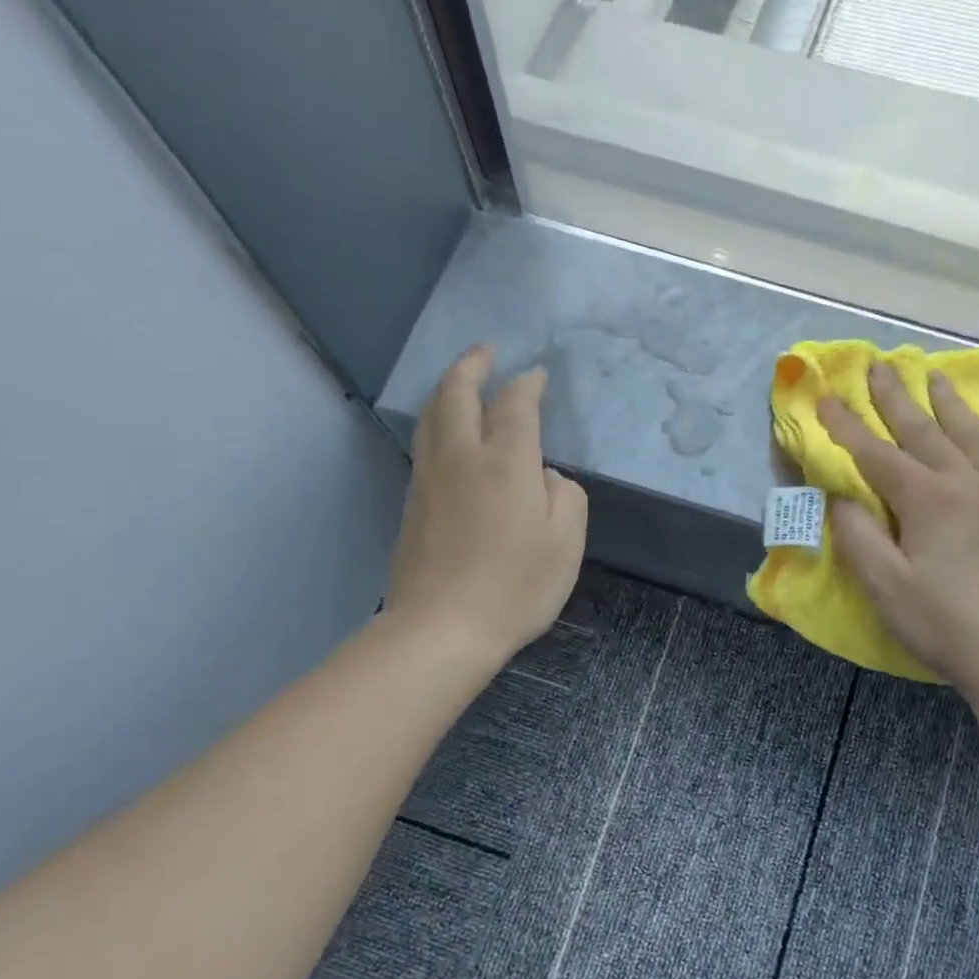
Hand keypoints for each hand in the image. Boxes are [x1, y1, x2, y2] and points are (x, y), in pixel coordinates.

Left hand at [384, 346, 587, 669]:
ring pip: (431, 414)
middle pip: (457, 392)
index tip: (538, 375)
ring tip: (462, 379)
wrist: (442, 627)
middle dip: (473, 364)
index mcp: (505, 461)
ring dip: (447, 387)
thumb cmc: (516, 587)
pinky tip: (447, 430)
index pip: (515, 404)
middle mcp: (462, 456)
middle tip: (487, 350)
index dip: (528, 384)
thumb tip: (546, 477)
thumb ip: (566, 498)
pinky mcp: (412, 502)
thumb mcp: (566, 544)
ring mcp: (430, 478)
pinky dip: (437, 419)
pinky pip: (424, 442)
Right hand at [819, 361, 978, 693]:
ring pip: (974, 436)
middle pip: (924, 431)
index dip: (847, 426)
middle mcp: (966, 483)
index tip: (826, 397)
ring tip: (937, 375)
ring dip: (951, 403)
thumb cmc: (941, 622)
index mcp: (926, 500)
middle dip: (896, 397)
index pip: (877, 454)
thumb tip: (840, 497)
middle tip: (880, 365)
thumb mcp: (884, 586)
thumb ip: (858, 536)